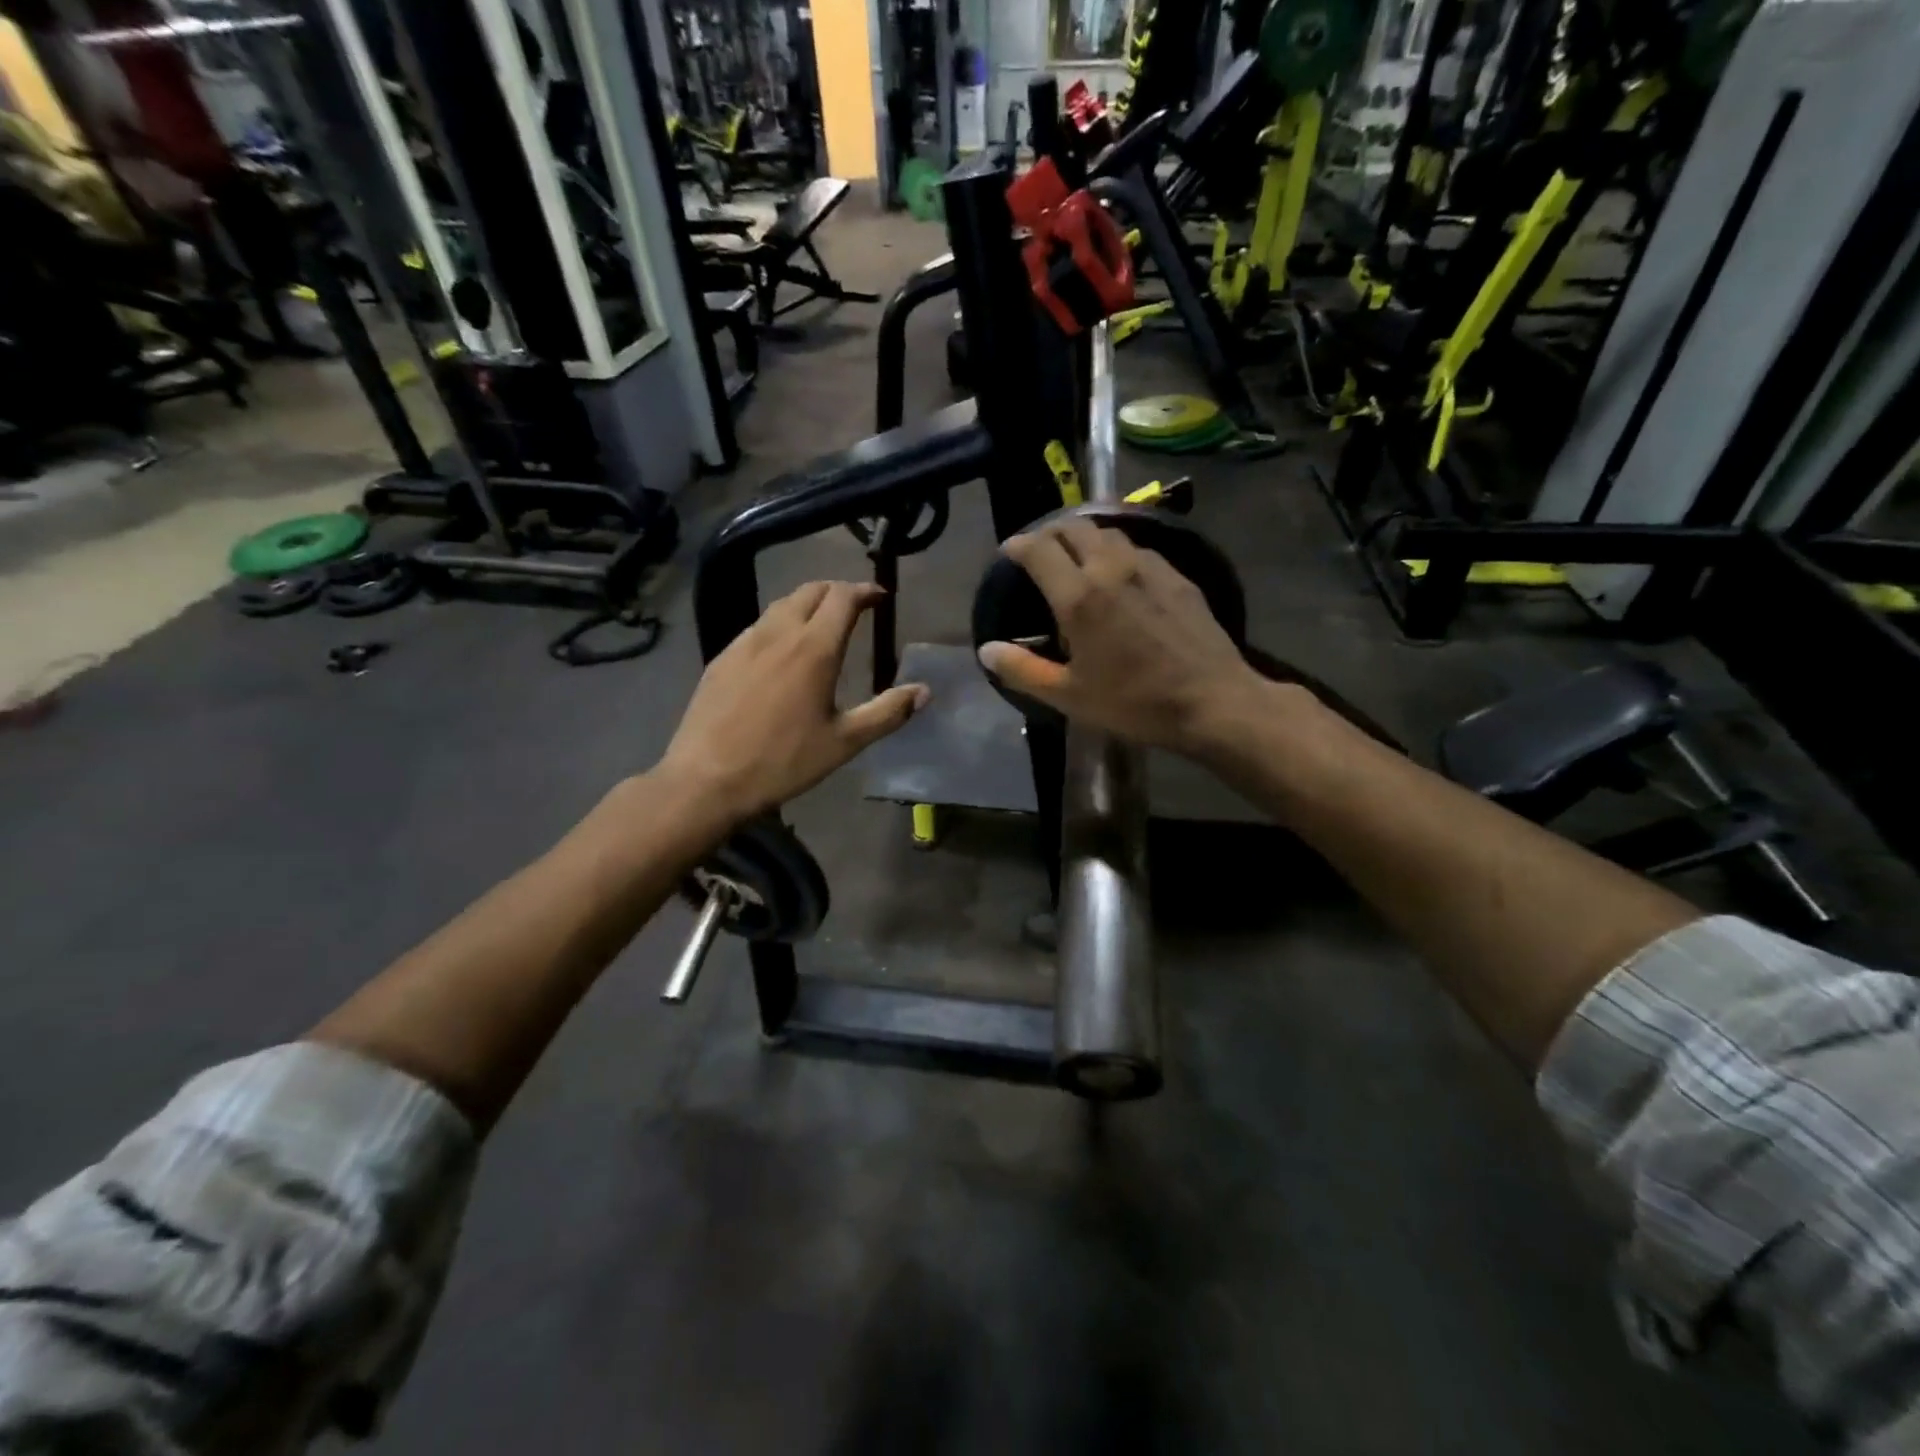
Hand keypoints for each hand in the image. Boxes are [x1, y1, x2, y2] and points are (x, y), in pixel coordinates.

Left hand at [660, 581, 928, 824]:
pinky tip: (782, 652)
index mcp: (815, 649)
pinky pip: (758, 626)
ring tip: (822, 624)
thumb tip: (923, 691)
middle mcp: (779, 633)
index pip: (843, 597)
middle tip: (855, 607)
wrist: (708, 779)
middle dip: (838, 591)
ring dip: (808, 604)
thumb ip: (887, 712)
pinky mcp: (722, 657)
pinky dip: (780, 623)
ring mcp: (745, 642)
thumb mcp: (844, 742)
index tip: (881, 597)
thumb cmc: (783, 761)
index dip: (865, 591)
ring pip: (781, 605)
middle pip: (811, 591)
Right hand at [977, 519, 1270, 757]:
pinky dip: (1117, 551)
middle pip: (1073, 528)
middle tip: (1040, 551)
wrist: (1211, 701)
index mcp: (1079, 597)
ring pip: (1109, 533)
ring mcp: (1150, 567)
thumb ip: (1022, 669)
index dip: (1018, 545)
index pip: (1039, 549)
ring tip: (1077, 556)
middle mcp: (1111, 569)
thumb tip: (987, 650)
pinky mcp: (1177, 576)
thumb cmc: (1133, 703)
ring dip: (1085, 537)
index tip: (1009, 552)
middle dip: (1050, 533)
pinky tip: (1120, 573)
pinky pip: (1139, 549)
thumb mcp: (1068, 695)